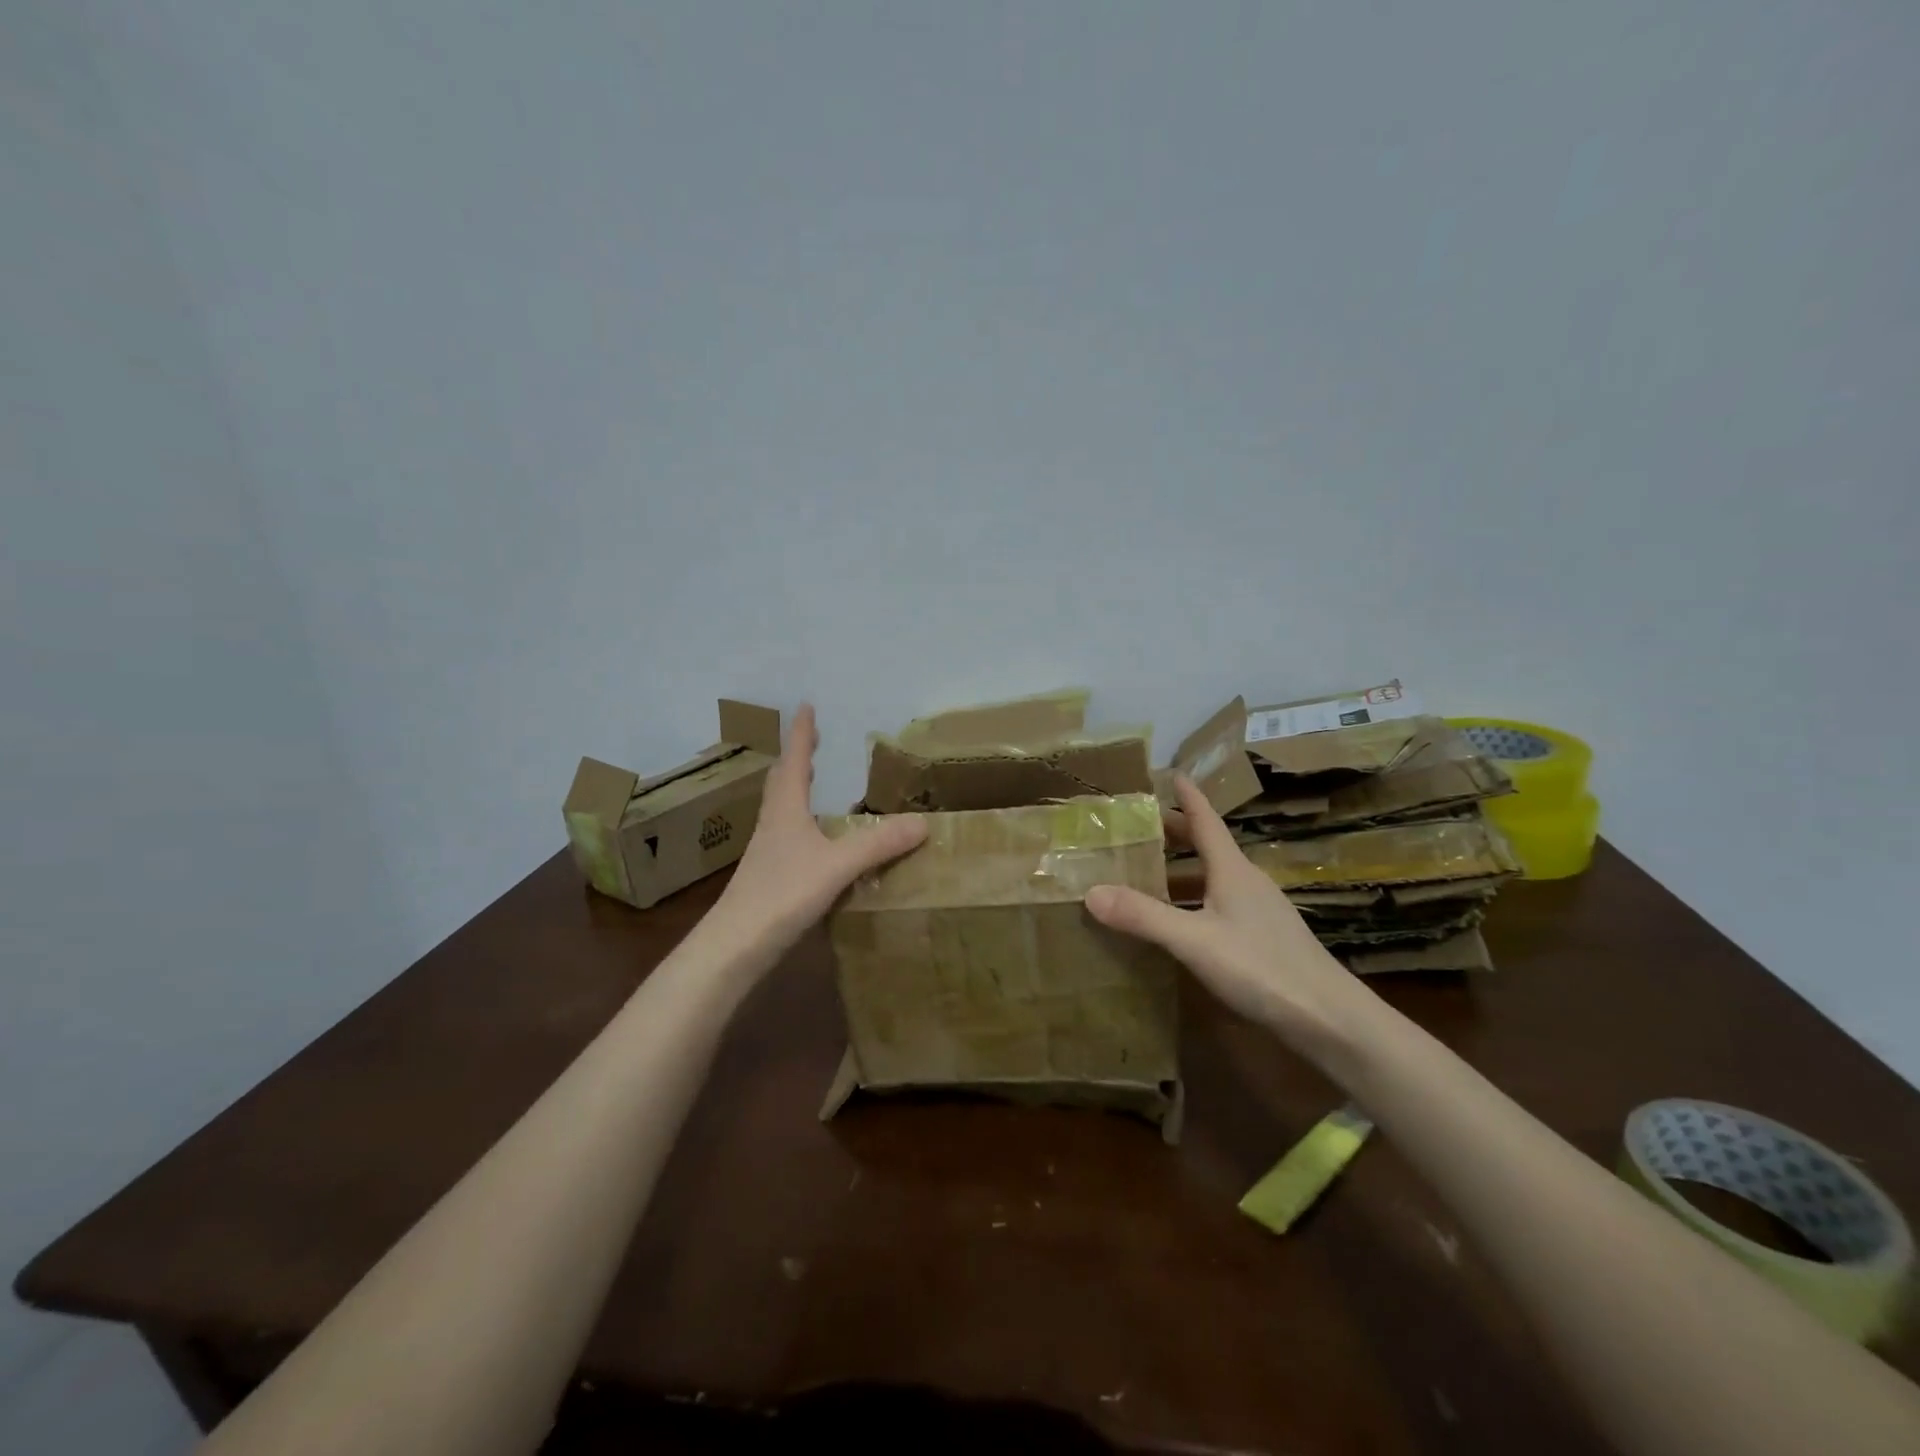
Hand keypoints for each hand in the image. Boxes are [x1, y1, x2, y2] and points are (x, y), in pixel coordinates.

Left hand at [719, 704, 927, 947]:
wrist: (735, 946)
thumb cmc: (782, 894)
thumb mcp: (836, 866)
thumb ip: (878, 844)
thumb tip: (923, 822)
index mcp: (785, 810)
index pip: (793, 761)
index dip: (801, 734)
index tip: (805, 706)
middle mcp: (772, 824)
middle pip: (782, 782)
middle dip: (797, 758)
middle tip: (811, 741)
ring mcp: (767, 852)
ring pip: (781, 809)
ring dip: (796, 789)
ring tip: (810, 780)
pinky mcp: (768, 877)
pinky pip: (787, 835)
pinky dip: (801, 822)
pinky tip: (814, 840)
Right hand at [1086, 774, 1371, 1053]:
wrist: (1329, 1020)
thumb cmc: (1262, 968)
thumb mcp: (1194, 941)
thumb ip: (1144, 916)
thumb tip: (1090, 891)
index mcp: (1232, 870)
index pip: (1206, 821)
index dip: (1188, 797)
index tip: (1171, 773)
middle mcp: (1247, 882)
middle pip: (1210, 846)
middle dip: (1178, 832)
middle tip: (1142, 824)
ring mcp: (1260, 911)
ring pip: (1216, 877)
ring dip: (1185, 869)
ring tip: (1151, 871)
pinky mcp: (1265, 938)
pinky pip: (1222, 903)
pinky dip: (1196, 898)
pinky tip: (1182, 921)